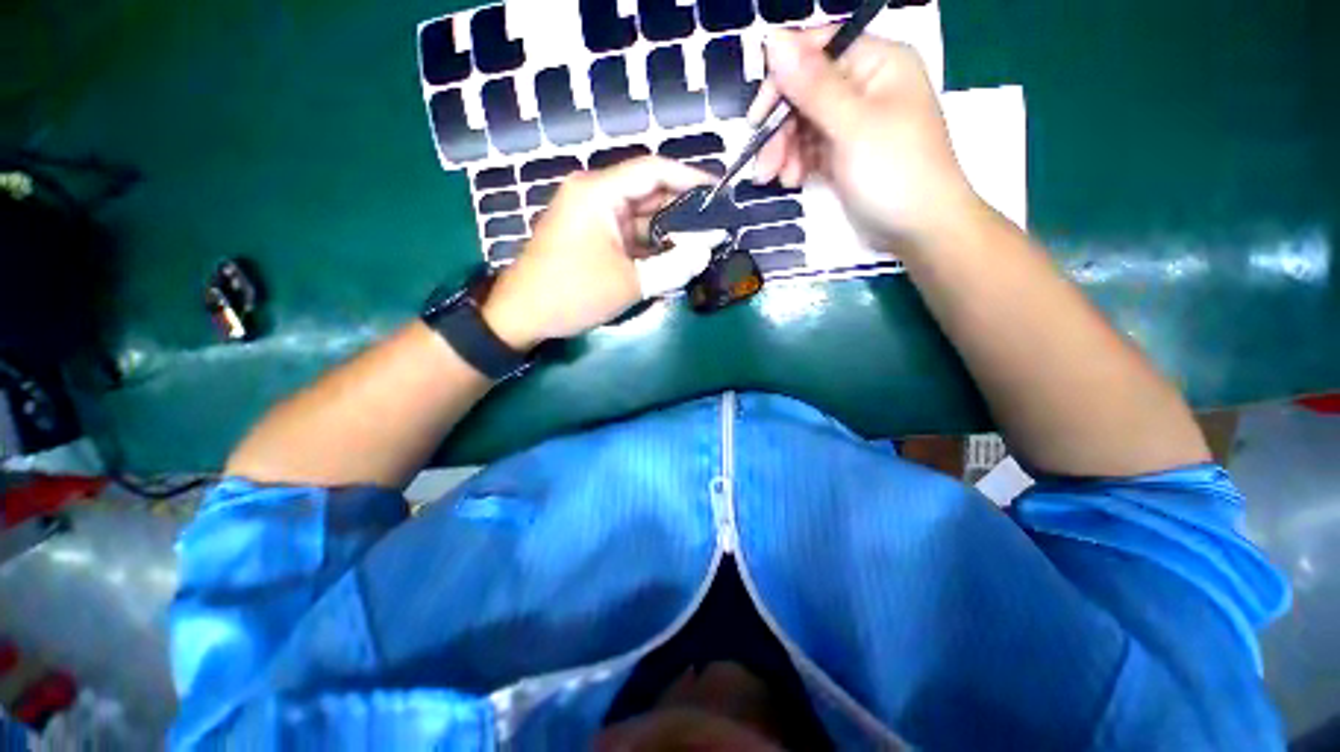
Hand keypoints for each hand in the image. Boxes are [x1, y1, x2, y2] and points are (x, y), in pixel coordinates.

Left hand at [482, 157, 714, 348]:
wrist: (523, 315)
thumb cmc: (574, 293)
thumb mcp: (630, 283)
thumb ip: (673, 266)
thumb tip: (706, 252)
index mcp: (599, 192)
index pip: (654, 170)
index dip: (690, 178)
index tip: (720, 193)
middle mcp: (595, 195)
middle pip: (650, 194)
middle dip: (684, 212)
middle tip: (716, 228)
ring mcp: (592, 217)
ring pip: (641, 218)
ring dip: (669, 233)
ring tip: (702, 247)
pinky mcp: (592, 238)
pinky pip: (629, 236)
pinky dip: (651, 247)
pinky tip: (674, 260)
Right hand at [749, 28, 979, 248]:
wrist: (918, 229)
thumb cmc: (894, 172)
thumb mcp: (853, 126)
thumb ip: (813, 86)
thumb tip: (773, 39)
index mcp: (877, 64)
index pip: (817, 51)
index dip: (783, 78)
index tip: (757, 117)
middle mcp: (864, 86)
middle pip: (805, 93)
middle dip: (780, 130)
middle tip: (764, 166)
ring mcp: (853, 123)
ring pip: (803, 124)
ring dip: (785, 151)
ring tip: (779, 180)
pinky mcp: (844, 153)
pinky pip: (810, 148)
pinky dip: (797, 164)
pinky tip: (793, 181)